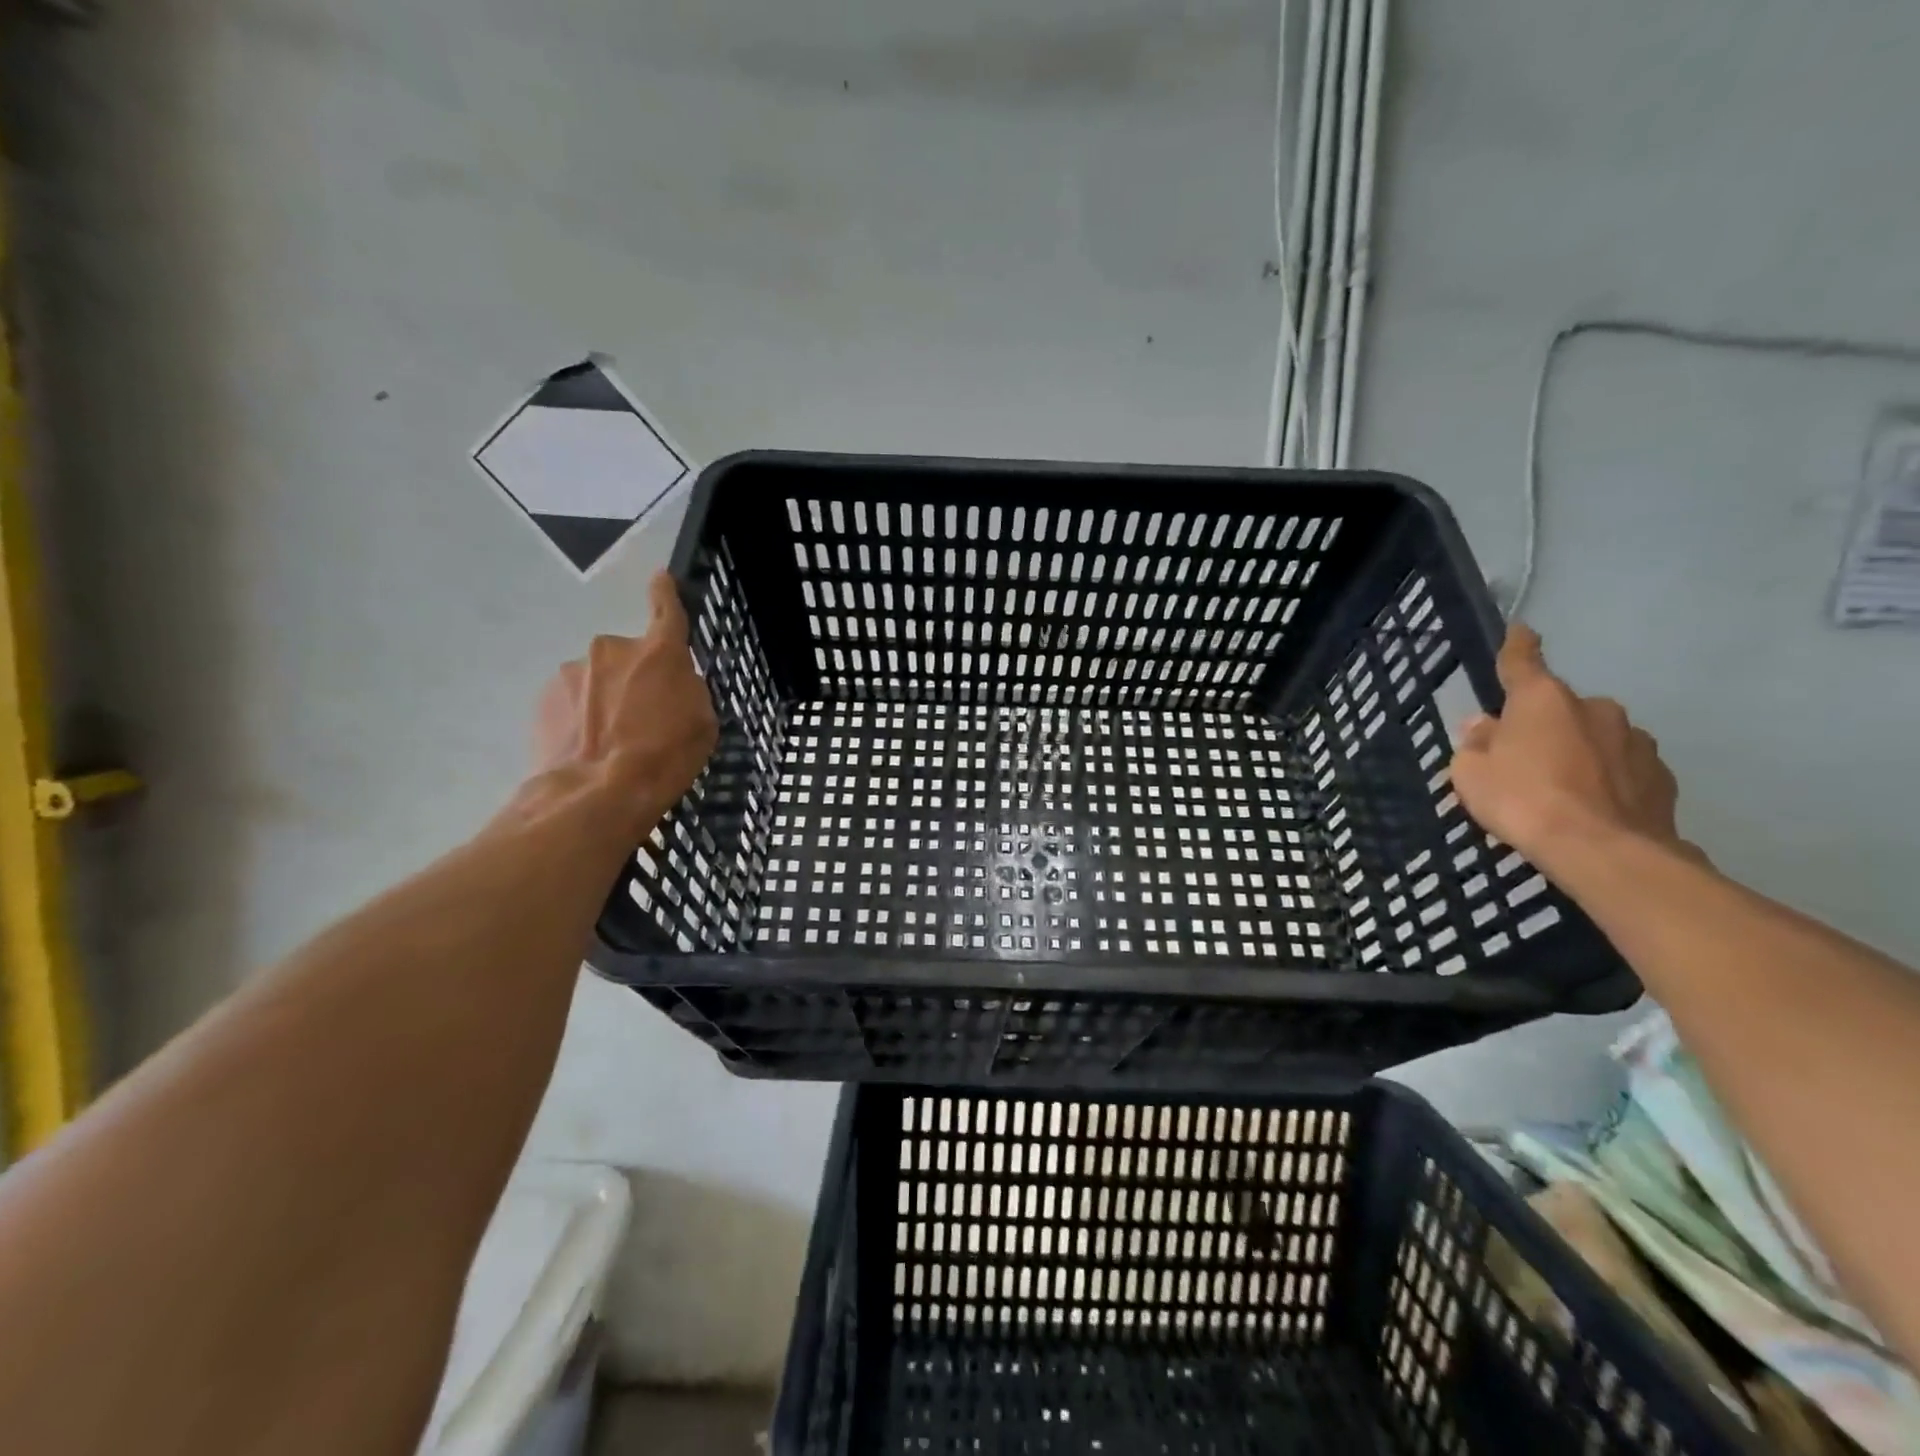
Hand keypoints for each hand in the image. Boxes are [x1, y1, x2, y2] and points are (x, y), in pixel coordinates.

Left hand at [533, 572, 718, 820]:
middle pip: (630, 657)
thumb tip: (672, 683)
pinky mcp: (544, 698)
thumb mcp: (702, 724)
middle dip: (635, 679)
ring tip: (612, 743)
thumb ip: (689, 691)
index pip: (666, 609)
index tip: (661, 578)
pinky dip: (581, 717)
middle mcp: (613, 649)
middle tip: (644, 720)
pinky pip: (572, 701)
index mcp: (659, 652)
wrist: (597, 794)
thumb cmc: (664, 758)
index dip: (666, 592)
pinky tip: (588, 748)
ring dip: (606, 700)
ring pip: (597, 680)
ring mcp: (573, 671)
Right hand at [1449, 624, 1697, 867]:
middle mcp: (1594, 708)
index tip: (1521, 630)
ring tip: (1558, 789)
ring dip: (1576, 751)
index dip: (1518, 645)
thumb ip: (1476, 745)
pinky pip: (1621, 767)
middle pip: (1558, 708)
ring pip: (1594, 737)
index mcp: (1543, 700)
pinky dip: (1604, 778)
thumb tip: (1485, 727)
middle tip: (1520, 758)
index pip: (1523, 661)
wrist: (1604, 852)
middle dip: (1542, 725)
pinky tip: (1590, 806)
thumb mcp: (1471, 774)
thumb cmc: (1523, 801)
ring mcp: (1635, 740)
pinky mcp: (1661, 775)